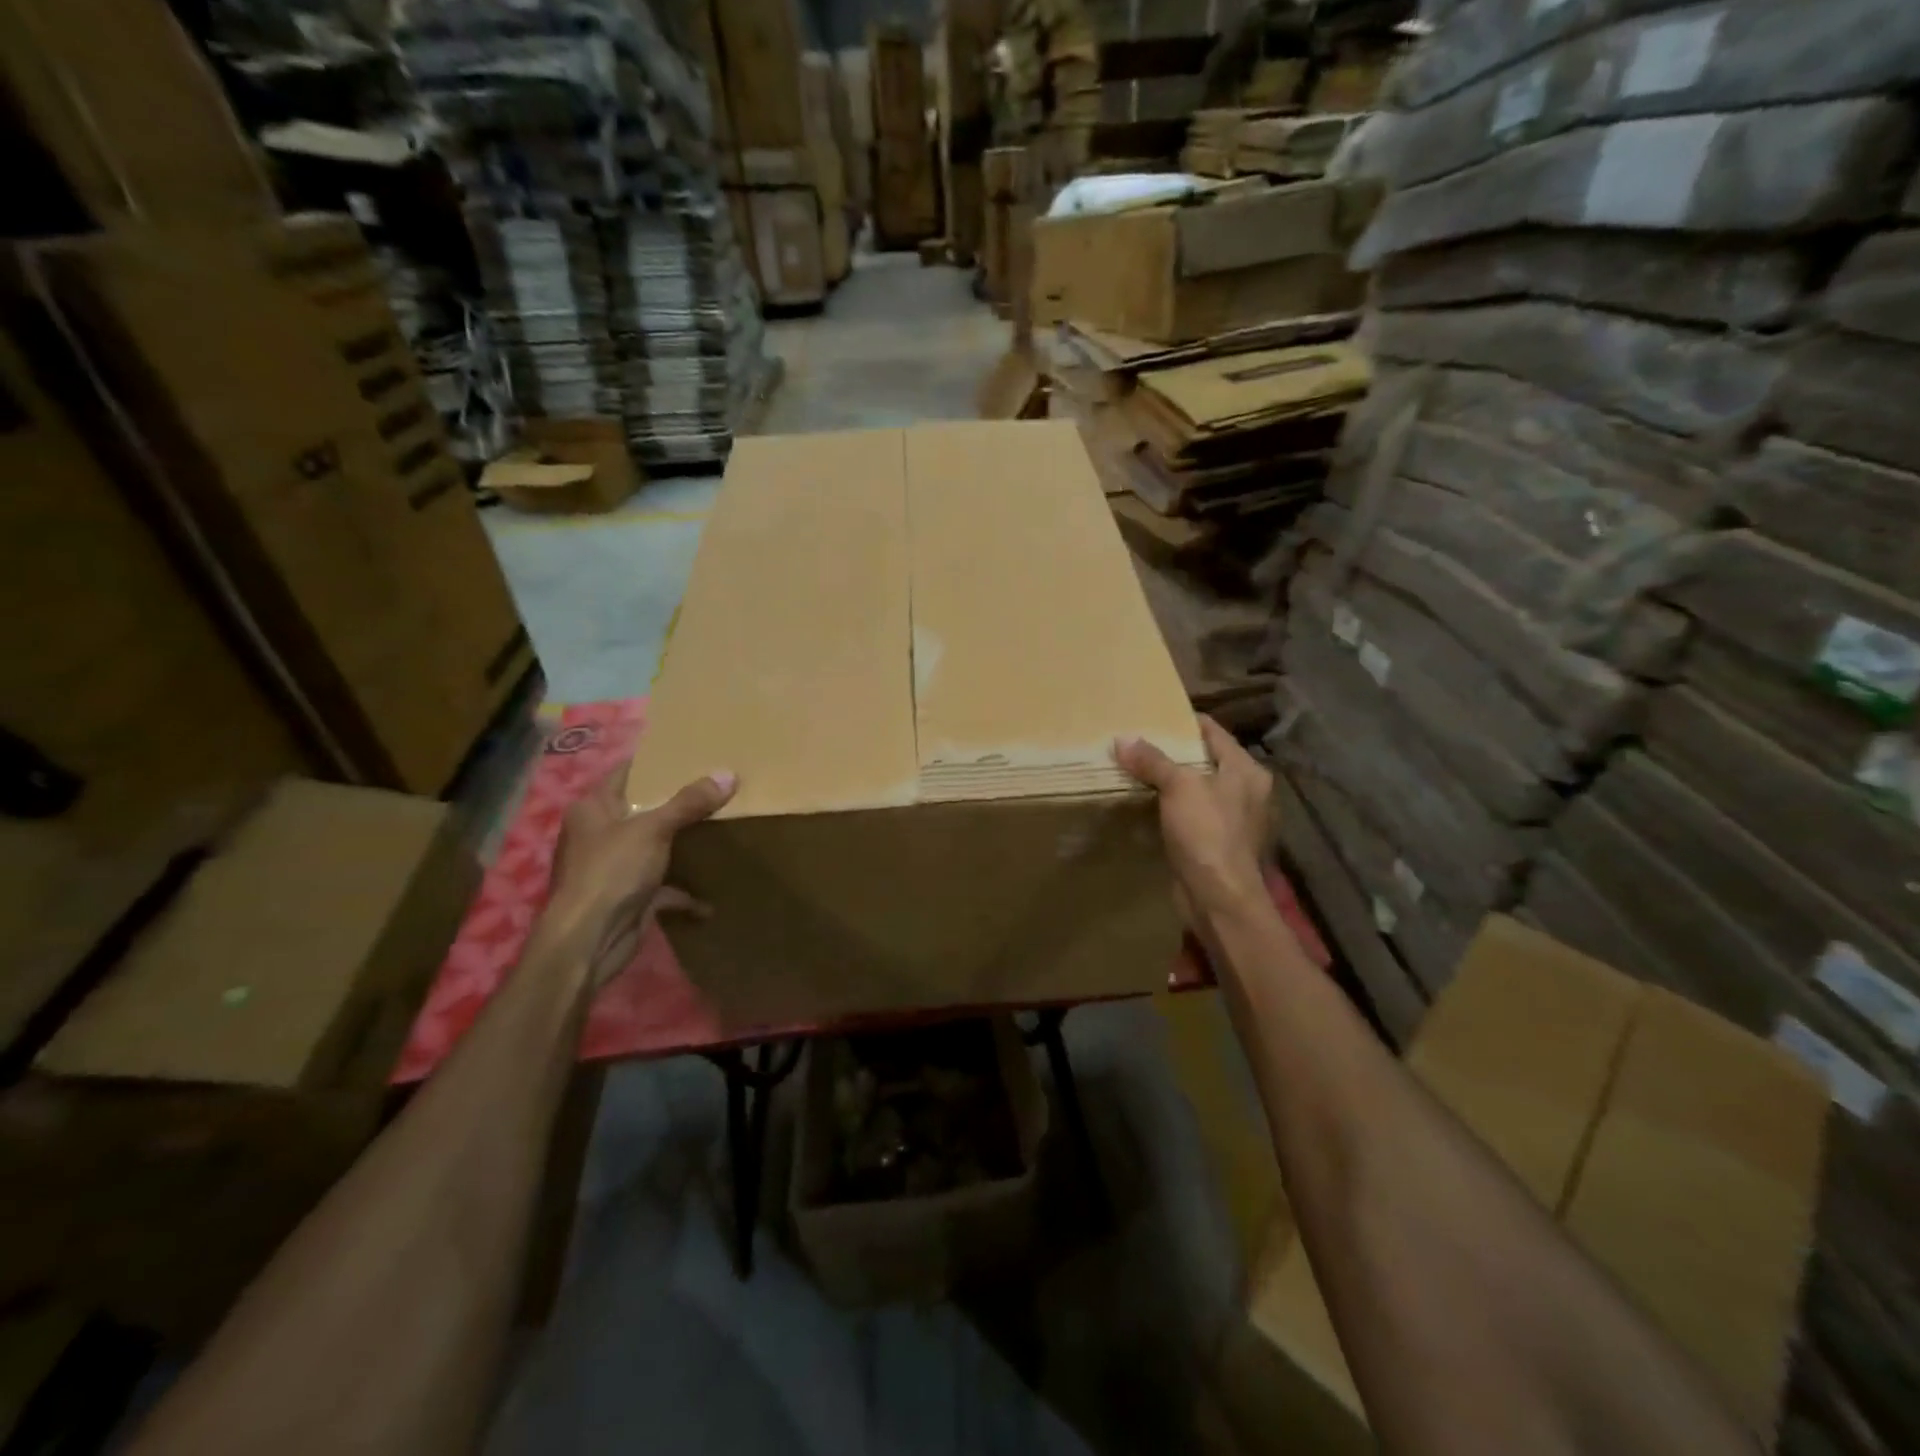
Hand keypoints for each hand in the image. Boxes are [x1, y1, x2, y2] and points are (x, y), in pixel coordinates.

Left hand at [546, 765, 736, 983]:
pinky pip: (663, 888)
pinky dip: (684, 892)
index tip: (692, 755)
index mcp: (594, 808)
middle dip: (678, 803)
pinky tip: (711, 898)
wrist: (588, 940)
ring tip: (719, 829)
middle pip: (644, 810)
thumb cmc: (611, 872)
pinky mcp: (629, 896)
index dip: (657, 763)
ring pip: (654, 847)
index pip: (627, 773)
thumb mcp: (653, 829)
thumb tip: (728, 775)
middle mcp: (600, 834)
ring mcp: (614, 867)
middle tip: (716, 787)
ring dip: (681, 845)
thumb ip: (689, 803)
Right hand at [1116, 716, 1272, 926]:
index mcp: (1247, 771)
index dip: (1185, 721)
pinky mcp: (1219, 846)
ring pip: (1198, 791)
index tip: (1154, 715)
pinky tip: (1148, 807)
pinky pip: (1192, 818)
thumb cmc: (1207, 833)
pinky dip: (1173, 810)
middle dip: (1174, 753)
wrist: (1220, 898)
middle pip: (1206, 761)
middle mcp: (1247, 792)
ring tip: (1137, 772)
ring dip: (1171, 784)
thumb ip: (1152, 760)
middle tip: (1138, 743)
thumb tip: (1122, 738)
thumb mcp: (1179, 787)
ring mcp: (1235, 822)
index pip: (1214, 732)